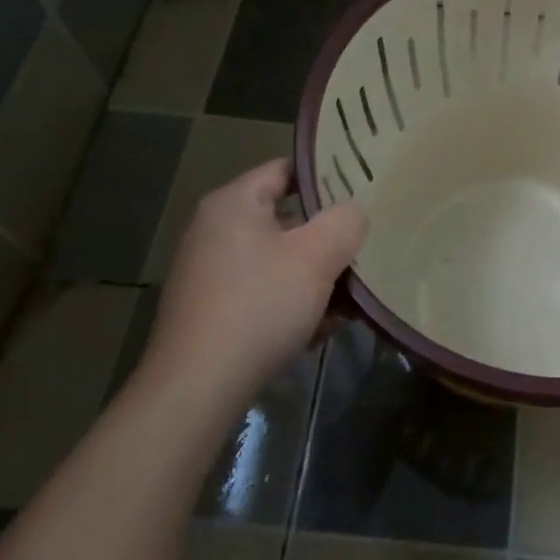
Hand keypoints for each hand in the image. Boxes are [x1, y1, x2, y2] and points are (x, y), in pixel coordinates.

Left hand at [140, 159, 366, 409]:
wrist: (196, 390)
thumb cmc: (259, 306)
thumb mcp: (317, 256)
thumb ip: (345, 222)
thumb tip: (354, 213)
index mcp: (233, 203)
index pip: (287, 170)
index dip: (328, 178)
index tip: (363, 193)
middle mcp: (215, 230)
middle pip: (287, 220)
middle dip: (327, 239)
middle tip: (363, 251)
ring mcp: (209, 272)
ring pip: (279, 261)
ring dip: (315, 278)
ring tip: (349, 302)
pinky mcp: (211, 311)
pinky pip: (262, 292)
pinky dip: (291, 304)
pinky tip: (318, 331)